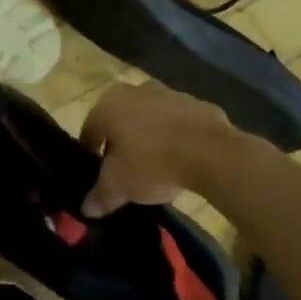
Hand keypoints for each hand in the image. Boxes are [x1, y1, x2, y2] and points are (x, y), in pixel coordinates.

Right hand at [79, 80, 232, 215]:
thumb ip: (100, 196)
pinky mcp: (198, 104)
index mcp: (108, 104)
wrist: (212, 153)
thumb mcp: (119, 186)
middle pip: (120, 121)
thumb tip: (88, 209)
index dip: (91, 153)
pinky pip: (179, 123)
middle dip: (121, 142)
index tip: (97, 173)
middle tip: (125, 169)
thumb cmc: (152, 162)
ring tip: (156, 167)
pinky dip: (177, 138)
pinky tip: (182, 160)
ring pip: (150, 119)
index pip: (90, 130)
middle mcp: (134, 91)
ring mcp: (169, 94)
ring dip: (149, 137)